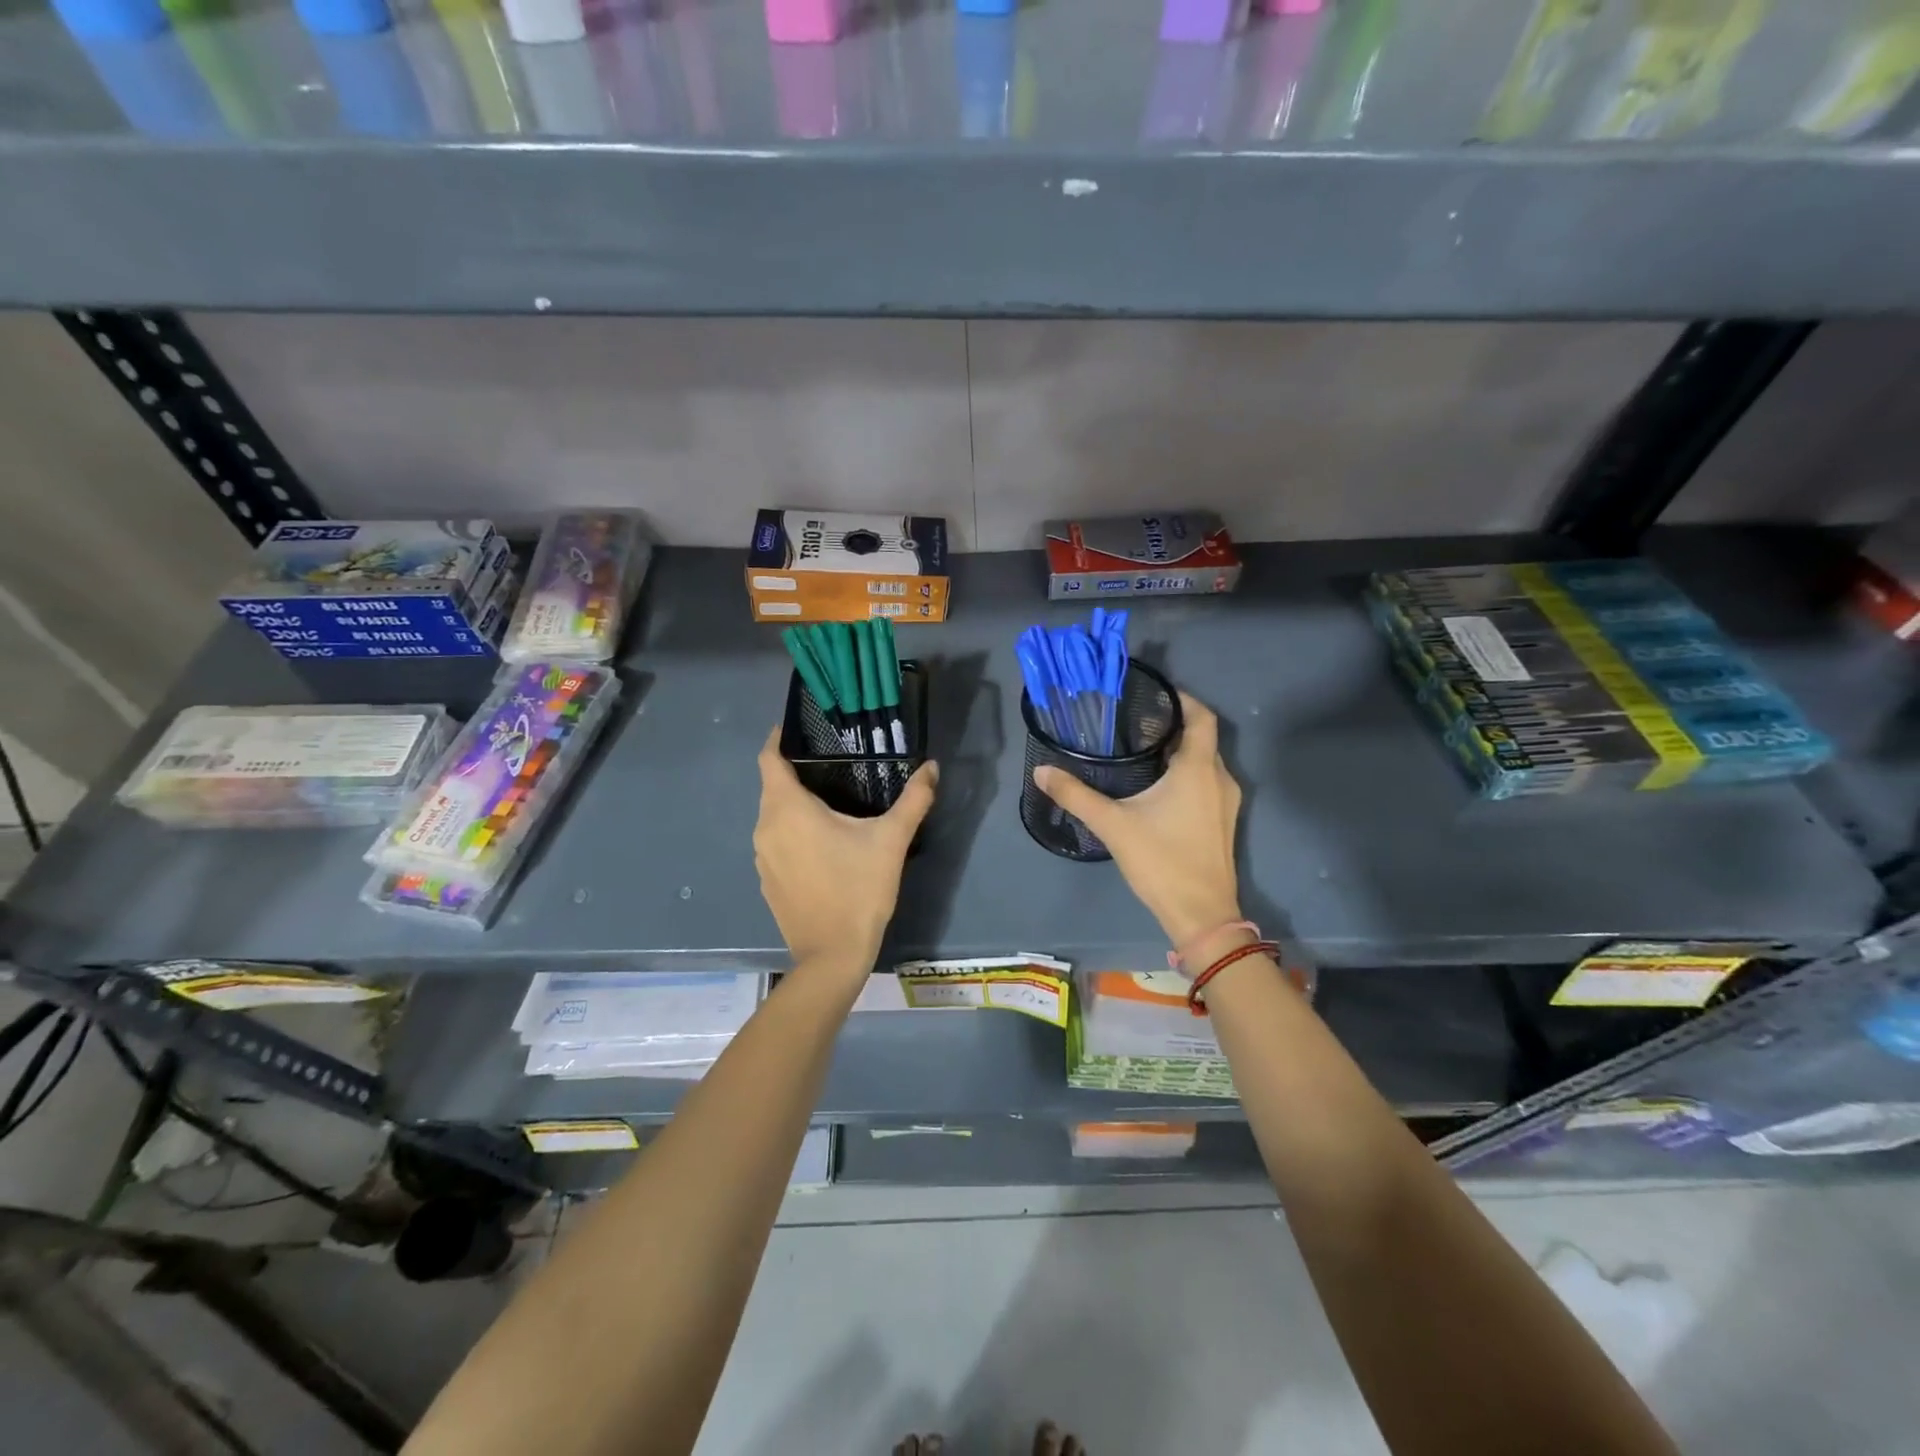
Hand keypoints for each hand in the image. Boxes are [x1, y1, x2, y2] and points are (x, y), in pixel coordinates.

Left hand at [753, 727, 938, 972]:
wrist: (833, 955)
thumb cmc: (859, 890)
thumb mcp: (891, 840)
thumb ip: (914, 799)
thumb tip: (932, 767)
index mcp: (787, 809)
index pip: (768, 758)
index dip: (779, 738)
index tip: (800, 727)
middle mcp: (765, 827)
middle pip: (772, 786)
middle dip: (795, 771)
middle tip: (832, 762)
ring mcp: (761, 857)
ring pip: (773, 816)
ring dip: (794, 804)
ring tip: (830, 799)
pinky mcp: (766, 880)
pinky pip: (775, 841)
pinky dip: (792, 831)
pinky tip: (821, 842)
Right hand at [1032, 691, 1241, 948]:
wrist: (1202, 914)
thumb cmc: (1161, 861)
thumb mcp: (1113, 825)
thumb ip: (1076, 795)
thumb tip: (1041, 770)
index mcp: (1198, 768)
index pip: (1201, 716)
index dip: (1181, 699)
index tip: (1152, 694)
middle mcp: (1220, 777)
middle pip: (1202, 736)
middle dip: (1173, 724)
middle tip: (1134, 721)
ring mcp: (1226, 801)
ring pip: (1205, 760)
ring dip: (1179, 750)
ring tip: (1141, 748)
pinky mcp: (1223, 820)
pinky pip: (1207, 780)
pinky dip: (1186, 772)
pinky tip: (1157, 785)